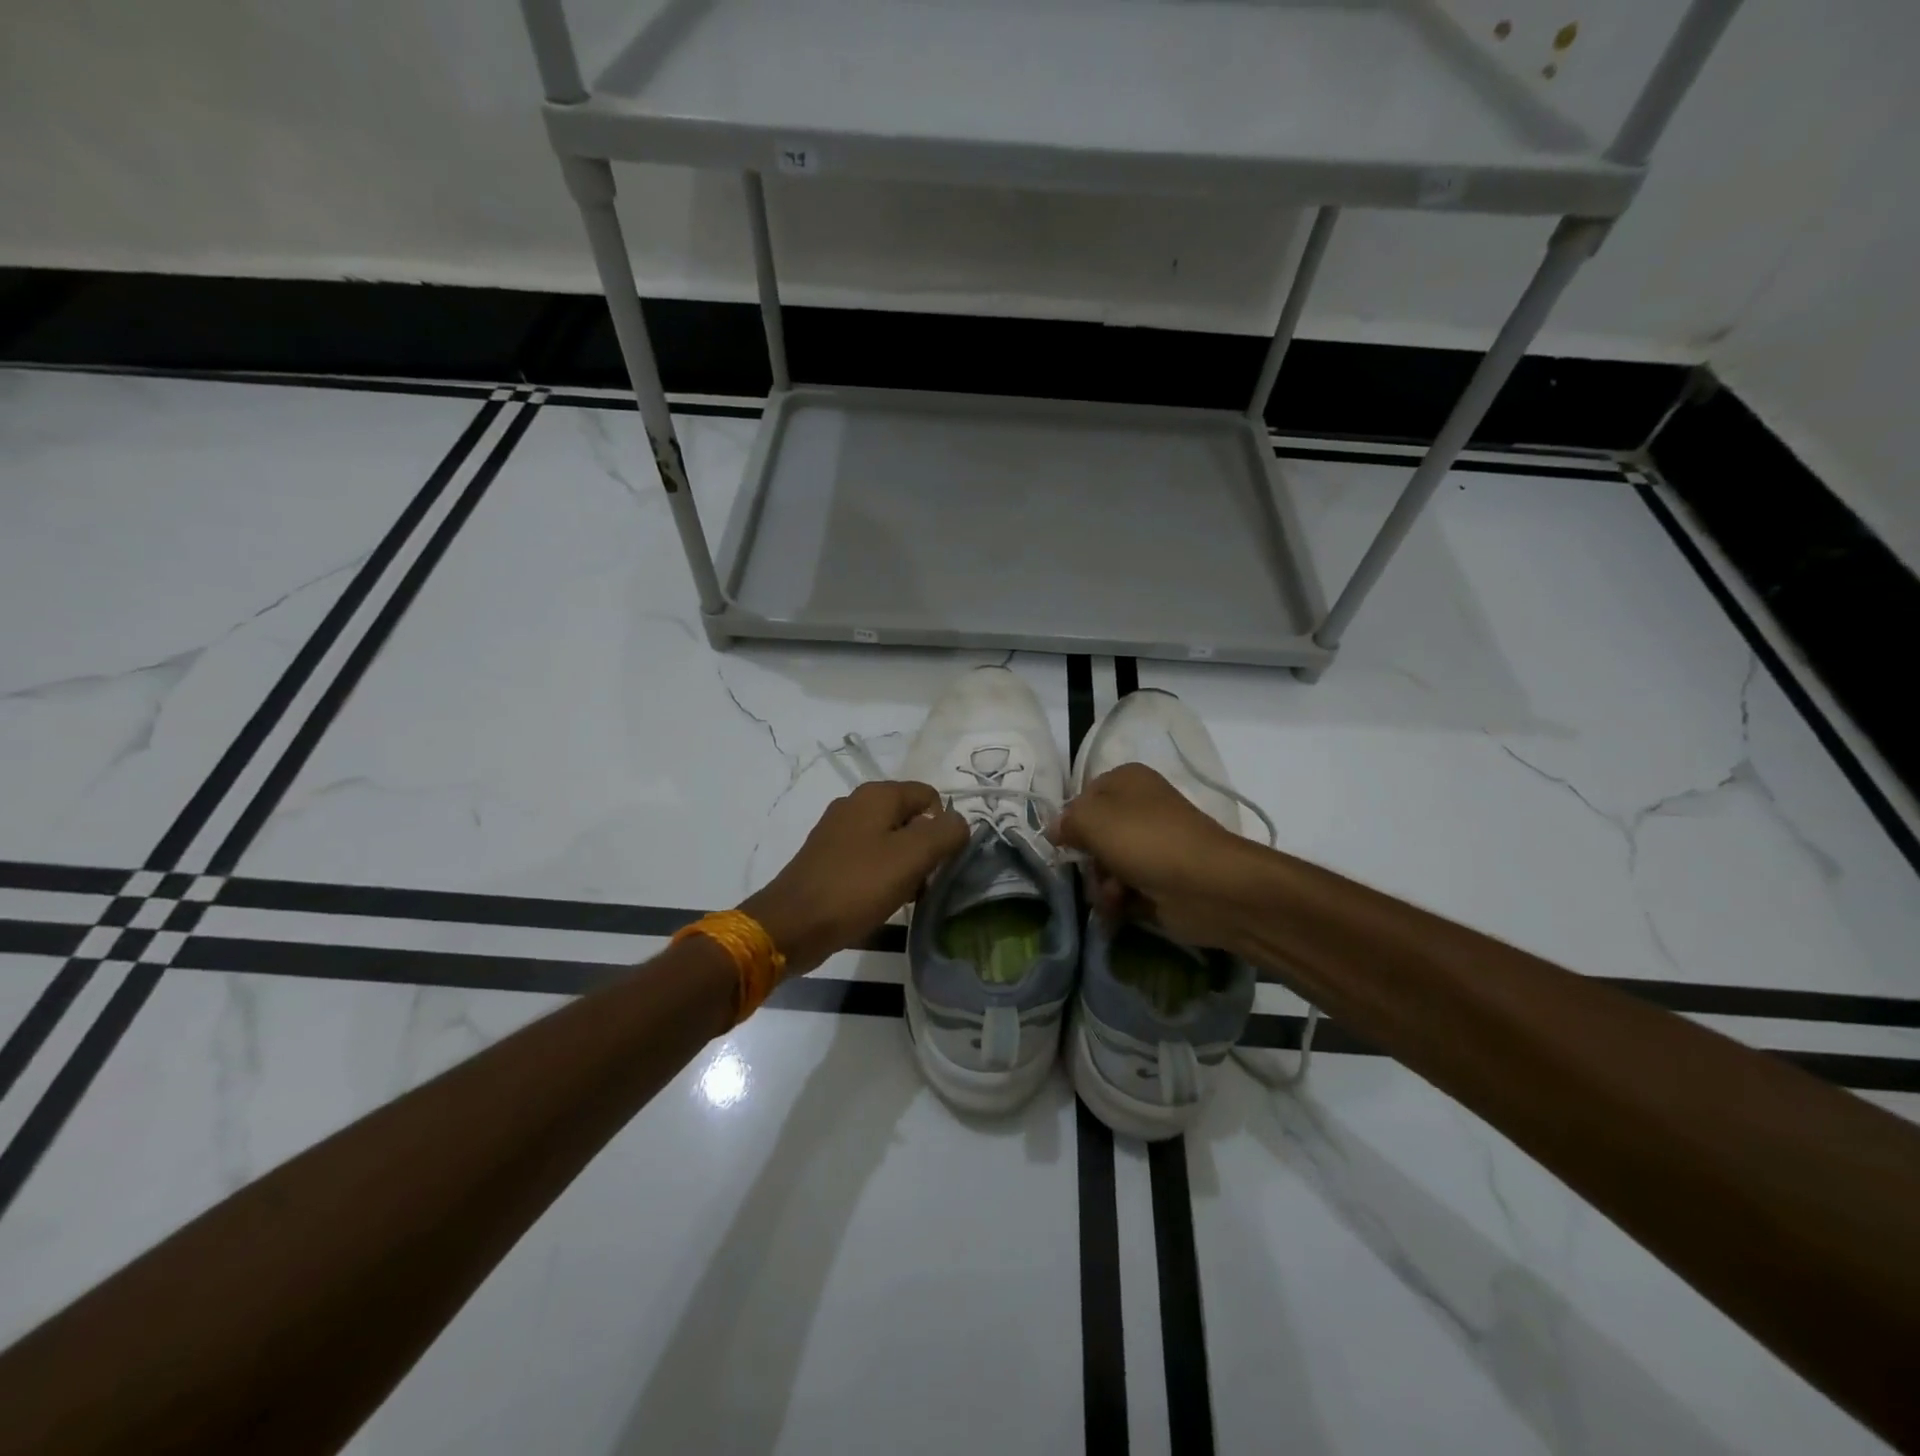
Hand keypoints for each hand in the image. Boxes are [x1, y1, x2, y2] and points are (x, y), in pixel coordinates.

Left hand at [742, 781, 967, 975]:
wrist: (793, 924)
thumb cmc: (857, 885)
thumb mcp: (912, 857)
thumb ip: (946, 833)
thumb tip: (960, 823)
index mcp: (877, 795)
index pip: (930, 796)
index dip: (945, 826)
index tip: (944, 861)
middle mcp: (856, 804)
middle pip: (910, 818)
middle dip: (925, 848)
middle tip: (926, 881)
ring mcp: (838, 831)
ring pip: (890, 841)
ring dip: (905, 866)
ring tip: (906, 896)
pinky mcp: (828, 858)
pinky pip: (868, 859)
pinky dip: (882, 876)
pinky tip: (882, 901)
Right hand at [1050, 762, 1261, 950]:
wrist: (1208, 886)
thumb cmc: (1146, 841)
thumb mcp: (1092, 819)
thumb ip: (1066, 820)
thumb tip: (1055, 829)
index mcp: (1126, 780)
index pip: (1082, 797)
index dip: (1071, 821)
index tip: (1065, 842)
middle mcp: (1139, 807)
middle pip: (1092, 835)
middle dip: (1088, 860)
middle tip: (1094, 871)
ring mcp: (1151, 845)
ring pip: (1105, 865)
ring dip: (1101, 885)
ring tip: (1114, 896)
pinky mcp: (1159, 879)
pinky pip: (1124, 889)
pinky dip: (1118, 901)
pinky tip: (1120, 910)